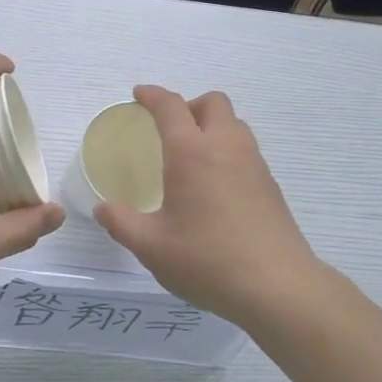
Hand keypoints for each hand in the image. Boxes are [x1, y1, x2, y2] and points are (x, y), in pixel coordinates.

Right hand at [93, 86, 323, 328]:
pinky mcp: (270, 185)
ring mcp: (254, 163)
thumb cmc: (207, 260)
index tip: (139, 95)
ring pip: (234, 124)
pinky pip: (247, 150)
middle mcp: (226, 146)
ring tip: (194, 157)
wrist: (278, 286)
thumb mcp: (152, 247)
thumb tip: (103, 208)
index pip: (171, 106)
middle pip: (212, 103)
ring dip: (213, 126)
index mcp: (192, 152)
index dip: (153, 95)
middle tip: (171, 130)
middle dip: (189, 105)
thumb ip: (122, 223)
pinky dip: (228, 151)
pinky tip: (217, 186)